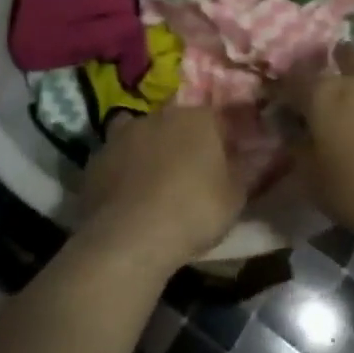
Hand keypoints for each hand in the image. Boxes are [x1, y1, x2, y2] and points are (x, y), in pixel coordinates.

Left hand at [77, 106, 249, 274]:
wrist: (130, 236)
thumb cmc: (193, 212)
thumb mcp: (235, 198)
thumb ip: (246, 170)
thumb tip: (257, 154)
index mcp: (198, 118)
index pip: (218, 119)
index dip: (224, 140)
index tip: (228, 162)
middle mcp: (160, 115)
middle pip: (178, 123)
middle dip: (185, 142)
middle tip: (191, 174)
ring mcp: (123, 134)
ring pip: (143, 135)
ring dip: (150, 151)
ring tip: (155, 182)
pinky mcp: (96, 157)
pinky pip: (117, 158)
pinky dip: (123, 170)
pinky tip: (127, 194)